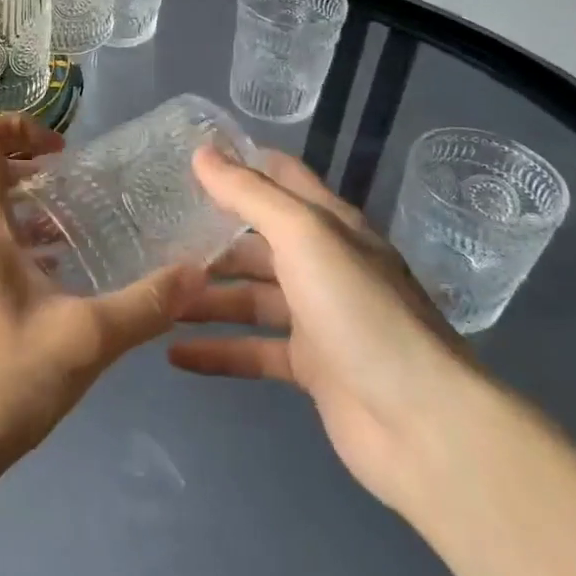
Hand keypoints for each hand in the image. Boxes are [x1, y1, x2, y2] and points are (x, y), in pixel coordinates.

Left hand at [0, 114, 204, 488]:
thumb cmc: (0, 381)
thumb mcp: (86, 340)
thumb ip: (146, 305)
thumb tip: (197, 272)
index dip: (21, 127)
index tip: (64, 154)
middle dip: (37, 174)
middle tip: (86, 194)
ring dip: (31, 216)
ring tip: (81, 238)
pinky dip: (19, 249)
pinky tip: (57, 288)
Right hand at [168, 146, 471, 509]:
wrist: (421, 423)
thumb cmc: (359, 310)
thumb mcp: (303, 236)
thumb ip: (250, 195)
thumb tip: (202, 153)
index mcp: (330, 226)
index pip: (282, 179)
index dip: (240, 165)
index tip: (187, 159)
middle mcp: (324, 265)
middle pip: (257, 243)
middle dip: (210, 240)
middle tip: (153, 238)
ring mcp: (318, 318)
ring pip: (250, 298)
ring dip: (206, 298)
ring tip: (156, 298)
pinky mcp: (311, 368)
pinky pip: (253, 351)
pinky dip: (217, 351)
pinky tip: (174, 354)